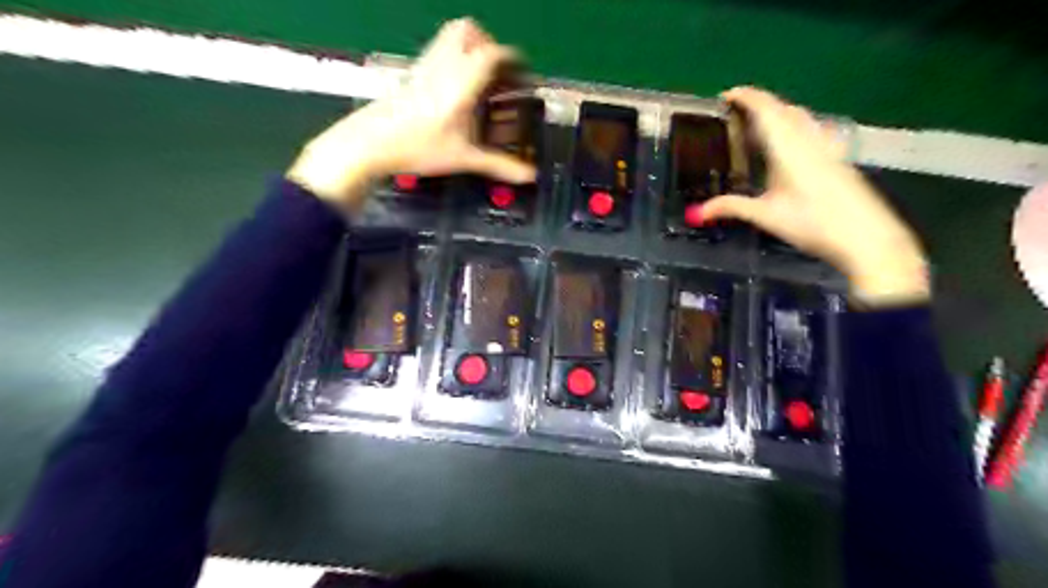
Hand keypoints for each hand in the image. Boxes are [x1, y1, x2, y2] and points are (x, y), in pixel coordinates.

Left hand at [285, 18, 534, 214]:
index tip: (523, 76)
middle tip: (497, 74)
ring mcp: (425, 64)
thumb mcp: (464, 158)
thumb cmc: (420, 148)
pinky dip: (453, 57)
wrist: (372, 143)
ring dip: (469, 47)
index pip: (492, 54)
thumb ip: (499, 165)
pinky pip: (437, 50)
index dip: (513, 60)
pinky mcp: (412, 72)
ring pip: (449, 36)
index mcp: (462, 81)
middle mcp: (445, 64)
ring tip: (478, 78)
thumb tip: (531, 176)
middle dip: (488, 44)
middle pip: (467, 30)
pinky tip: (455, 88)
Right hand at [699, 88, 928, 306]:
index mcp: (788, 146)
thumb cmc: (813, 222)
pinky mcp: (836, 157)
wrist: (865, 236)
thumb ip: (730, 208)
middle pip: (783, 108)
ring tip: (757, 126)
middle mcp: (808, 139)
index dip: (745, 96)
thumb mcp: (766, 216)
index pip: (766, 108)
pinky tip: (788, 146)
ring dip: (777, 113)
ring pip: (799, 117)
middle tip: (735, 113)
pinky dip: (792, 126)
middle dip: (758, 103)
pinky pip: (810, 129)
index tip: (726, 95)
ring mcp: (826, 146)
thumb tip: (696, 213)